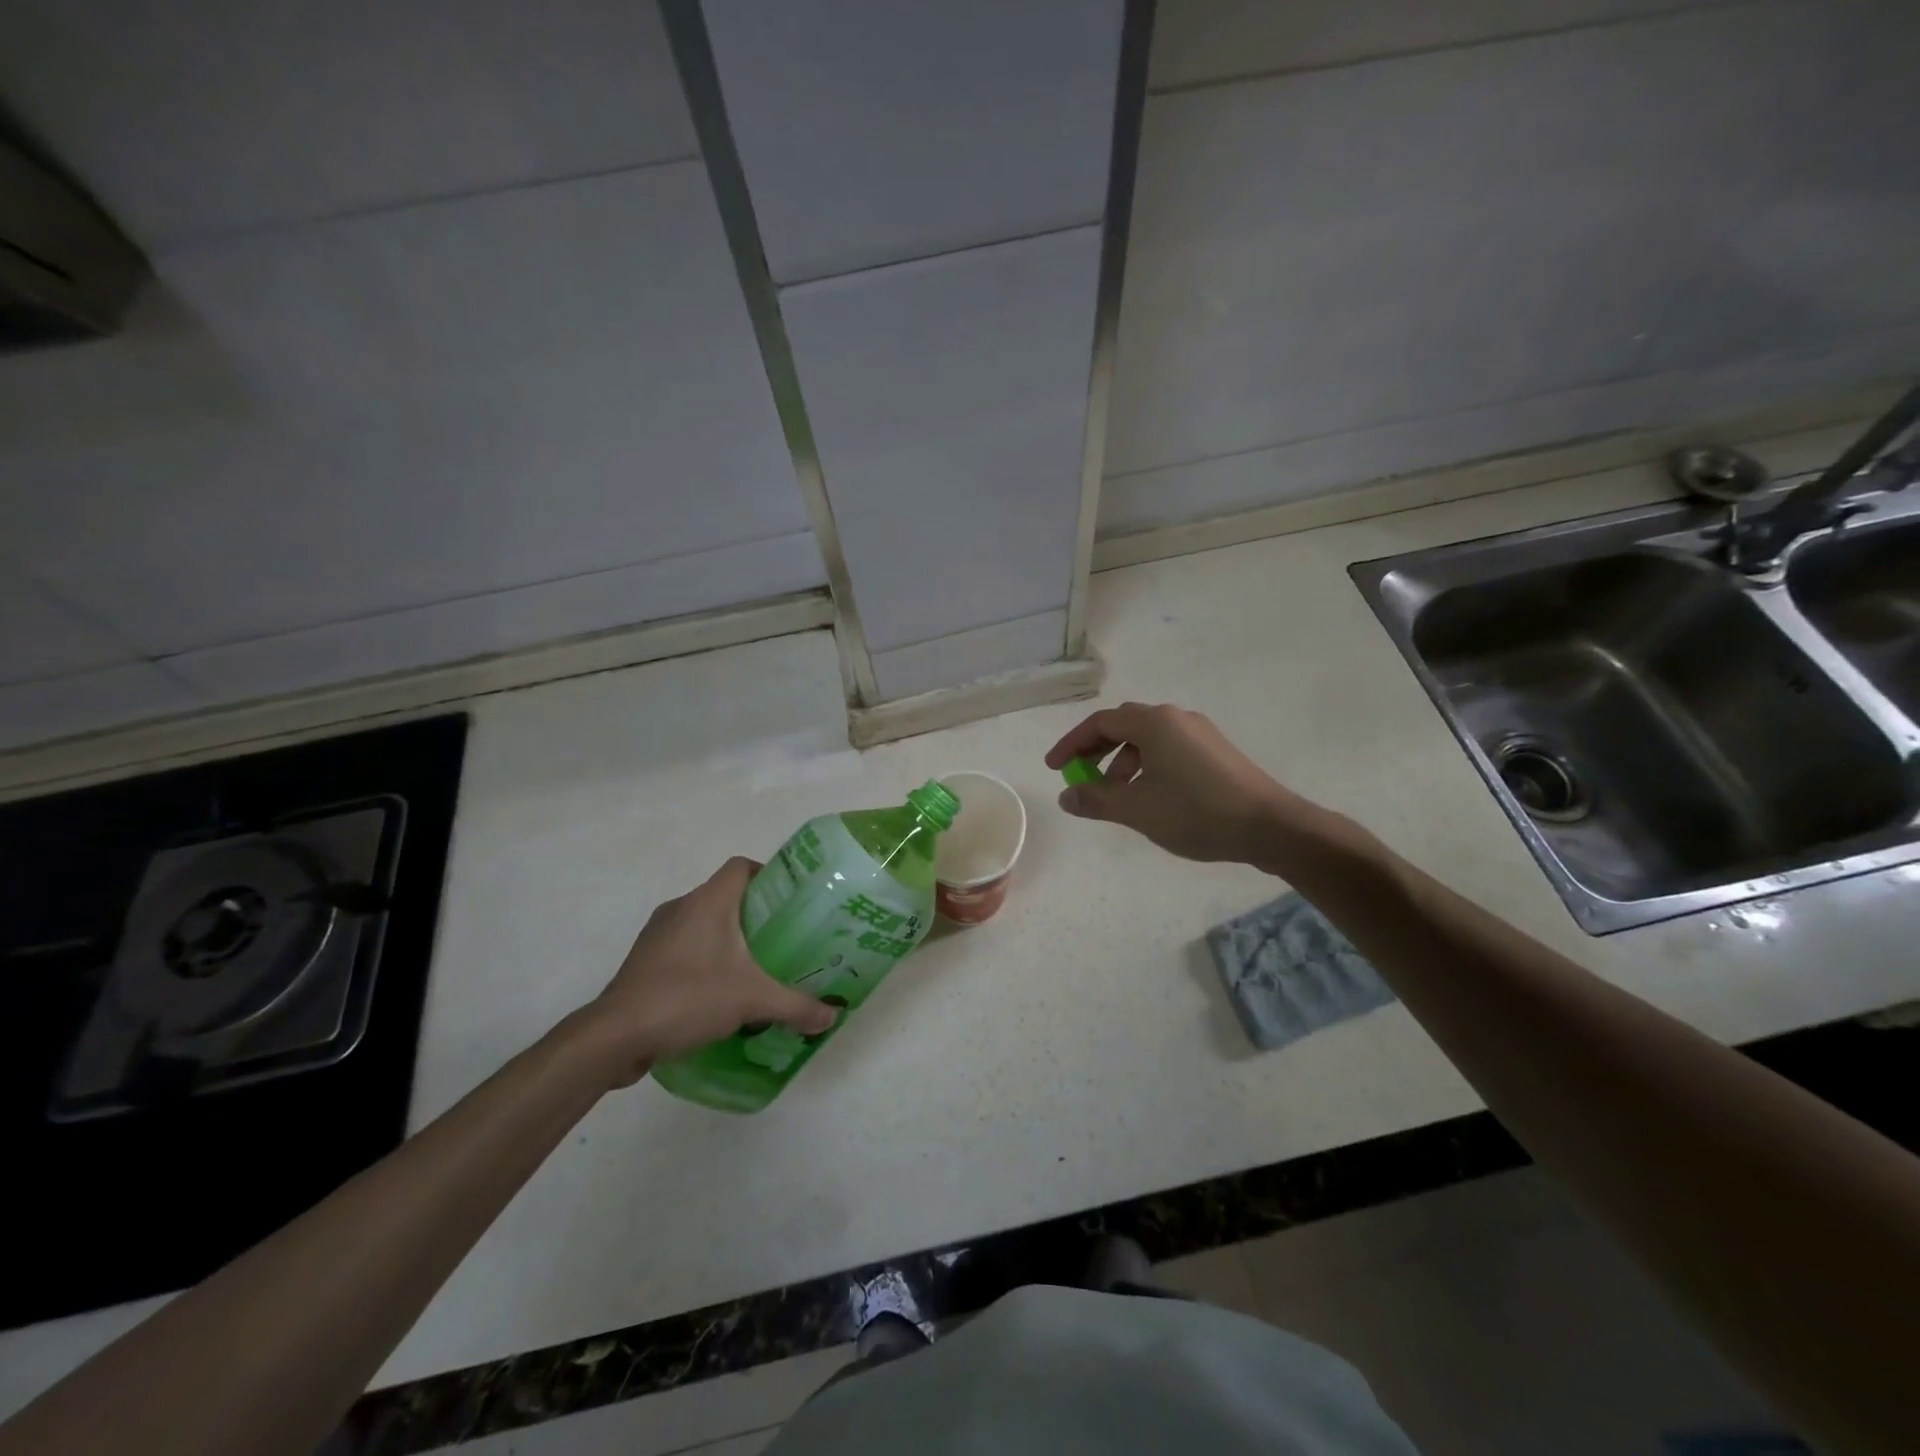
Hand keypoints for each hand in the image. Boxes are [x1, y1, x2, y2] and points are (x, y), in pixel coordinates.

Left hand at [579, 857, 834, 1085]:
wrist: (614, 1036)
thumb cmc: (687, 997)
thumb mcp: (752, 1001)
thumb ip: (796, 1006)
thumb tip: (833, 1018)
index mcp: (708, 901)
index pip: (742, 867)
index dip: (769, 875)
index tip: (791, 901)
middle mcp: (681, 907)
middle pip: (726, 896)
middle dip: (756, 915)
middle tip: (784, 939)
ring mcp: (658, 934)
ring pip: (703, 923)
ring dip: (728, 940)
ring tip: (756, 968)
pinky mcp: (644, 961)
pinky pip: (684, 948)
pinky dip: (705, 960)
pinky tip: (720, 992)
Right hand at [1045, 702, 1306, 864]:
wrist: (1269, 826)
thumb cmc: (1195, 812)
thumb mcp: (1136, 809)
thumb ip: (1095, 800)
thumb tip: (1066, 796)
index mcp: (1154, 722)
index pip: (1100, 723)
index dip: (1071, 744)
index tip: (1054, 768)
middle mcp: (1177, 718)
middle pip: (1123, 726)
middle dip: (1096, 752)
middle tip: (1081, 780)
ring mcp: (1200, 734)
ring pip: (1148, 740)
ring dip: (1123, 764)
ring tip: (1118, 799)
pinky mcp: (1216, 753)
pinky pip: (1169, 751)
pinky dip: (1147, 768)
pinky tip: (1152, 799)